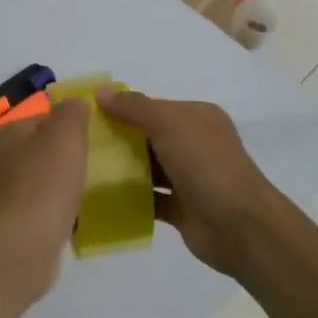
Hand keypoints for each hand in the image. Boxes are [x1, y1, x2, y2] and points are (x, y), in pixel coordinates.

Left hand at [0, 99, 90, 301]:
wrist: (24, 245)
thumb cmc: (45, 183)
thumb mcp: (65, 135)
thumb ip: (72, 112)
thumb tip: (74, 103)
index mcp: (10, 134)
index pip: (42, 116)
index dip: (69, 122)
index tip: (96, 133)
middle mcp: (3, 161)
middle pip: (42, 149)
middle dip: (68, 154)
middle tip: (101, 160)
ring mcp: (8, 195)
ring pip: (44, 179)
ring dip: (66, 183)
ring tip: (95, 187)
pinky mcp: (17, 223)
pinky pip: (45, 208)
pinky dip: (62, 209)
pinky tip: (81, 216)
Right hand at [98, 90, 281, 277]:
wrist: (240, 226)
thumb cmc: (206, 165)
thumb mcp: (170, 124)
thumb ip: (134, 107)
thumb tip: (100, 91)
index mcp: (197, 118)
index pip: (153, 107)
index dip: (122, 108)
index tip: (86, 115)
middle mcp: (195, 144)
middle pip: (148, 137)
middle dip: (117, 139)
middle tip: (78, 144)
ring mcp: (189, 178)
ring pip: (148, 169)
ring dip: (121, 170)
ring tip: (82, 170)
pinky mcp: (181, 208)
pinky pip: (149, 199)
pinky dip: (129, 198)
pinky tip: (100, 199)